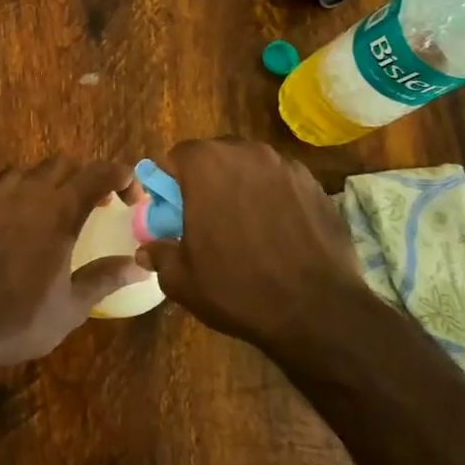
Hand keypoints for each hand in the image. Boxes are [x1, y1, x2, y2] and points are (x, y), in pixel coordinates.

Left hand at [0, 157, 146, 369]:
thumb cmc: (20, 319)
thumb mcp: (72, 306)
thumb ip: (106, 278)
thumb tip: (141, 265)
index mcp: (59, 214)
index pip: (98, 174)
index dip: (122, 177)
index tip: (134, 197)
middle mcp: (30, 196)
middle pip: (65, 164)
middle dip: (89, 176)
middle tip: (102, 204)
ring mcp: (0, 201)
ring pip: (34, 169)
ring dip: (56, 179)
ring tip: (64, 207)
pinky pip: (7, 184)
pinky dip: (26, 189)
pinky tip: (28, 217)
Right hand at [137, 139, 379, 354]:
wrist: (318, 311)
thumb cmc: (238, 288)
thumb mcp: (182, 280)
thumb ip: (159, 255)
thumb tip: (146, 251)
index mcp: (206, 165)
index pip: (175, 156)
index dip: (170, 183)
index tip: (173, 211)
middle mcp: (246, 153)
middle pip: (215, 157)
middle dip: (206, 181)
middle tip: (206, 219)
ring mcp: (286, 166)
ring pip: (250, 168)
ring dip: (241, 188)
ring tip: (246, 228)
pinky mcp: (316, 186)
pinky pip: (282, 184)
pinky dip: (274, 200)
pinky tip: (278, 235)